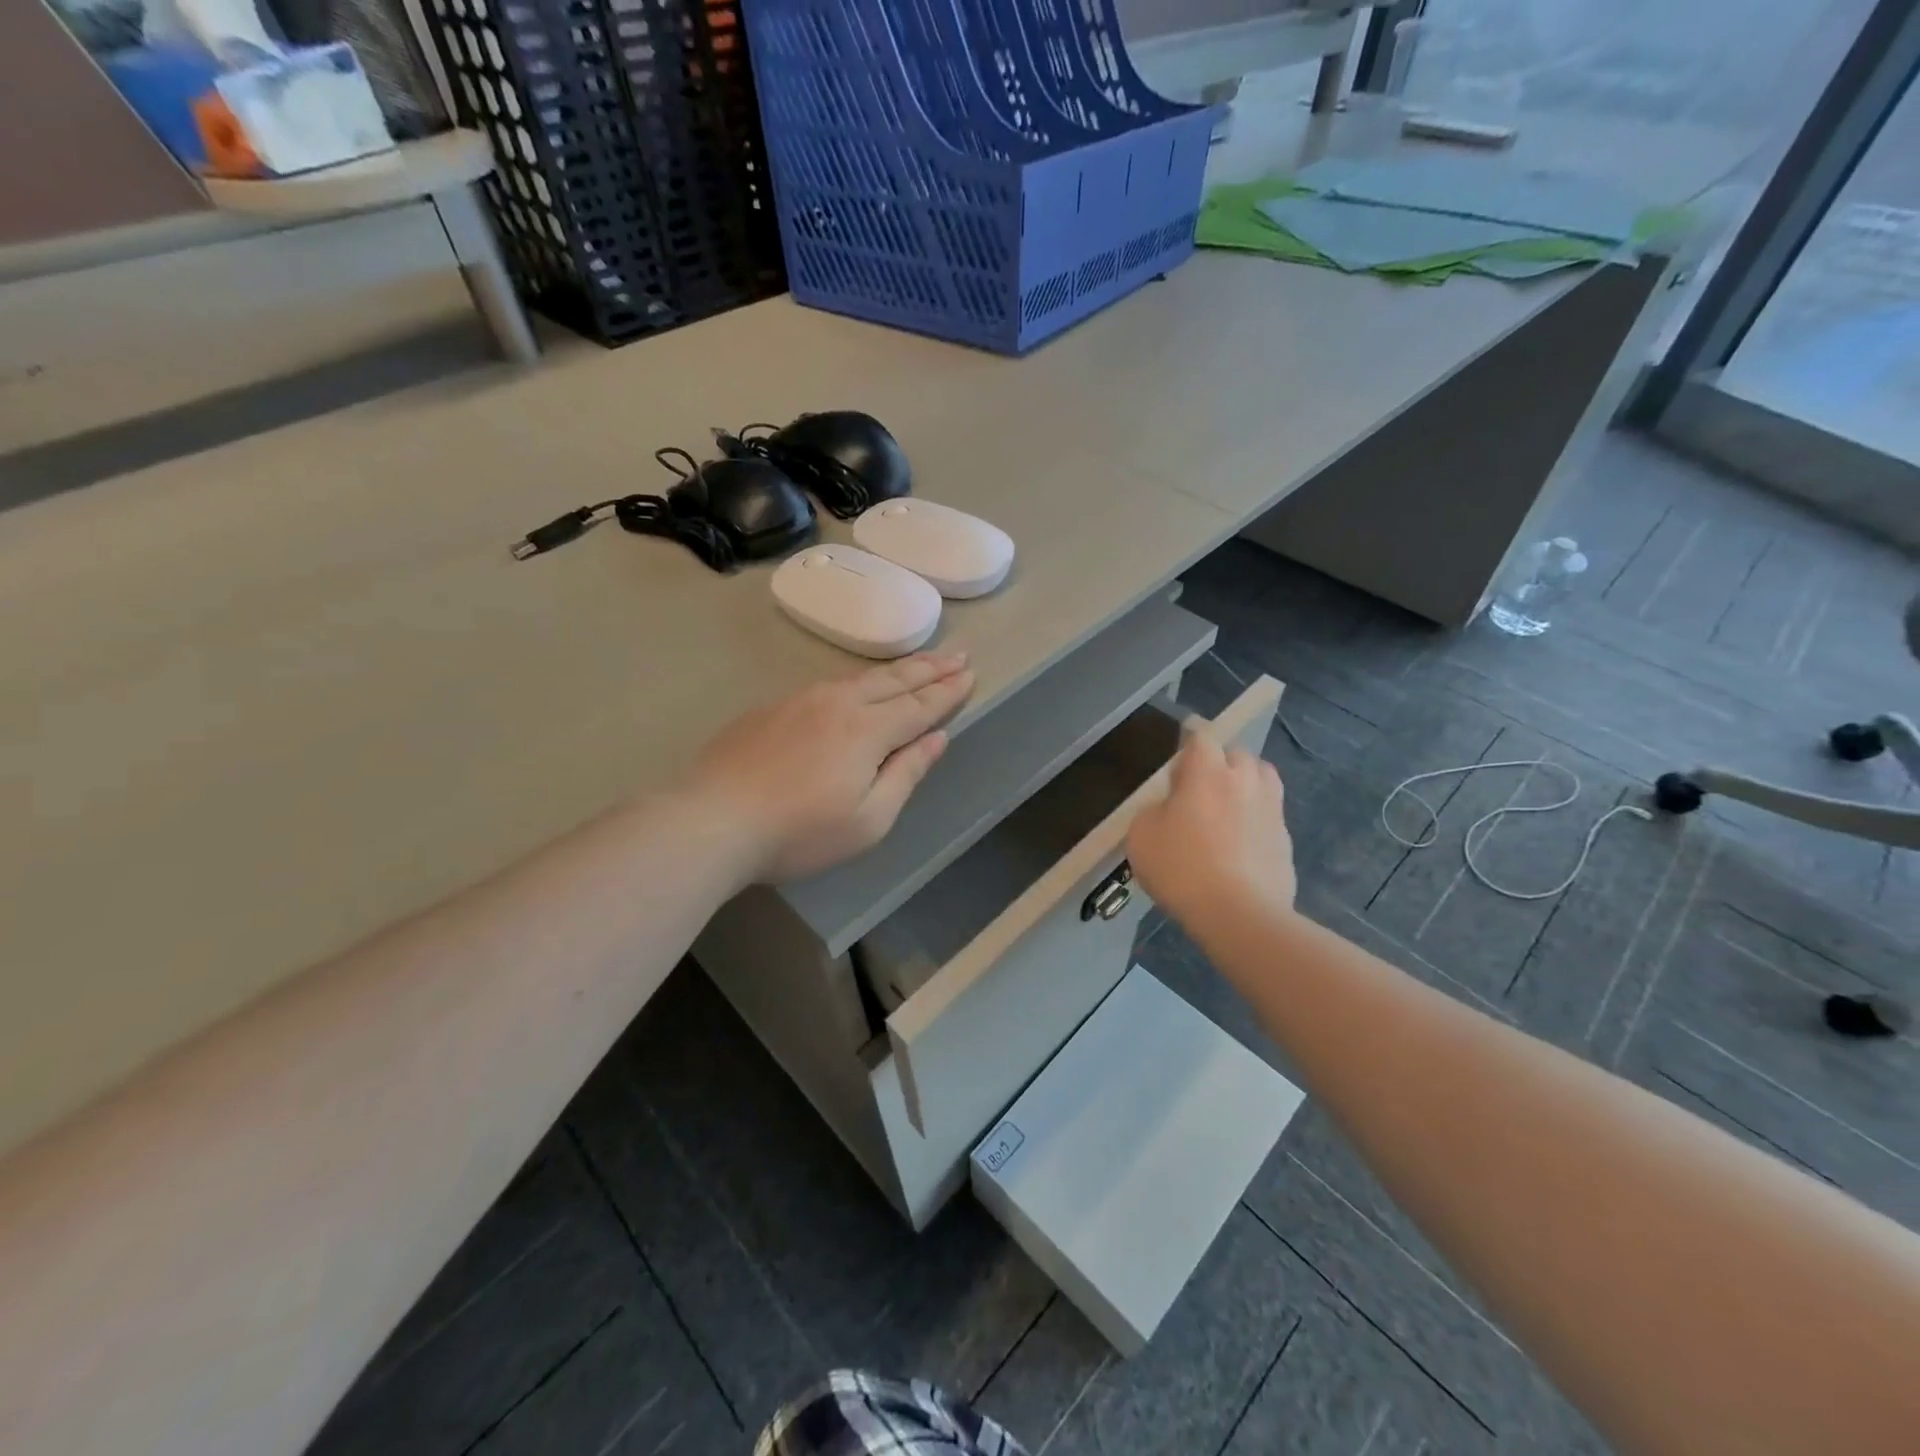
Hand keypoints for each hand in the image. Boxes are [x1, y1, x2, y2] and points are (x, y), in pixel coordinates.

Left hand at [688, 652, 975, 882]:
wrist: (713, 820)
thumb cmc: (799, 833)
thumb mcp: (868, 820)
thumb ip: (906, 774)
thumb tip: (937, 739)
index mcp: (868, 730)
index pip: (920, 706)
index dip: (948, 692)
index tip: (970, 674)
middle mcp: (838, 703)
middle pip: (894, 681)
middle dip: (930, 668)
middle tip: (959, 654)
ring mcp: (801, 700)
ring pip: (860, 677)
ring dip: (897, 669)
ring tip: (920, 662)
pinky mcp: (773, 708)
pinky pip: (829, 684)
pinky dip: (858, 679)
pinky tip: (859, 684)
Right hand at [1127, 731, 1294, 931]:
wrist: (1239, 914)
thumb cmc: (1182, 868)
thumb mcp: (1141, 835)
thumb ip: (1153, 811)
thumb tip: (1169, 808)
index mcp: (1207, 772)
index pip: (1201, 737)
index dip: (1188, 743)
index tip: (1178, 757)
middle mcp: (1244, 780)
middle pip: (1237, 754)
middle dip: (1219, 764)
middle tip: (1199, 789)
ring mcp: (1271, 809)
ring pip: (1262, 779)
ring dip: (1245, 785)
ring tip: (1228, 808)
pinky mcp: (1286, 839)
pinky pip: (1269, 815)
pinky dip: (1256, 820)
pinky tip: (1240, 844)